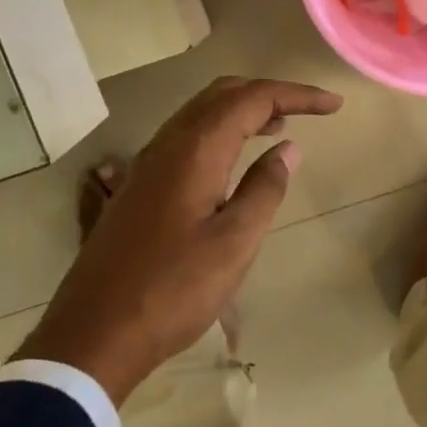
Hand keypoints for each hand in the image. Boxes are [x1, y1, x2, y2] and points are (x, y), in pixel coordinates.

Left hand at [15, 77, 342, 402]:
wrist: (92, 334)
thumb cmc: (172, 290)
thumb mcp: (234, 244)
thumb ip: (264, 189)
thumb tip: (287, 148)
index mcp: (197, 149)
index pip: (254, 98)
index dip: (297, 95)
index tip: (334, 105)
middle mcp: (169, 142)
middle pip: (224, 92)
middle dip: (270, 92)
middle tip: (309, 109)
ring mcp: (148, 162)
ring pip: (202, 111)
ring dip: (243, 108)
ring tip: (279, 126)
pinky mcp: (139, 183)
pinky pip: (187, 134)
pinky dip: (220, 129)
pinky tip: (234, 159)